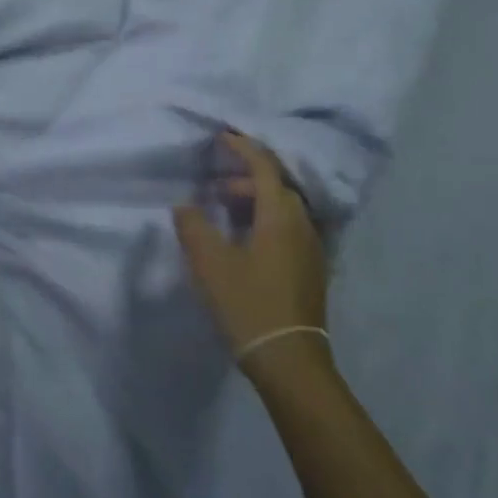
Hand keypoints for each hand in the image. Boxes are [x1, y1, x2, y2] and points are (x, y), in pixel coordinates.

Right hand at [174, 132, 329, 361]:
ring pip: (283, 209)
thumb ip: (194, 226)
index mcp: (281, 216)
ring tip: (223, 211)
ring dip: (255, 201)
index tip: (222, 137)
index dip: (243, 148)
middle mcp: (302, 225)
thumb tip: (185, 204)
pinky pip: (288, 228)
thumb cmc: (249, 304)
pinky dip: (265, 220)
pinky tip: (244, 240)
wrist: (290, 361)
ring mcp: (311, 249)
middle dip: (245, 178)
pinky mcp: (311, 269)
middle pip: (277, 186)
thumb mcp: (210, 263)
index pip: (265, 167)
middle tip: (214, 185)